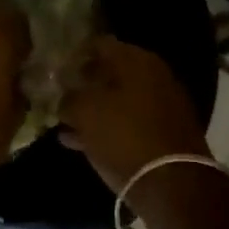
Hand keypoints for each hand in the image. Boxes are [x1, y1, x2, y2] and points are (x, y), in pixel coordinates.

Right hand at [57, 36, 209, 193]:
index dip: (74, 55)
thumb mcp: (84, 112)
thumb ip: (68, 97)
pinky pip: (128, 124)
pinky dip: (106, 129)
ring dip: (93, 109)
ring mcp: (162, 105)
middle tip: (59, 95)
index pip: (99, 44)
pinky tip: (79, 142)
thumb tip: (63, 96)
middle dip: (83, 83)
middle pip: (110, 72)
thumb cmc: (124, 136)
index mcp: (137, 60)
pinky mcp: (164, 134)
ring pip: (118, 100)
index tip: (55, 70)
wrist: (173, 183)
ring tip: (64, 122)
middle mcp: (154, 76)